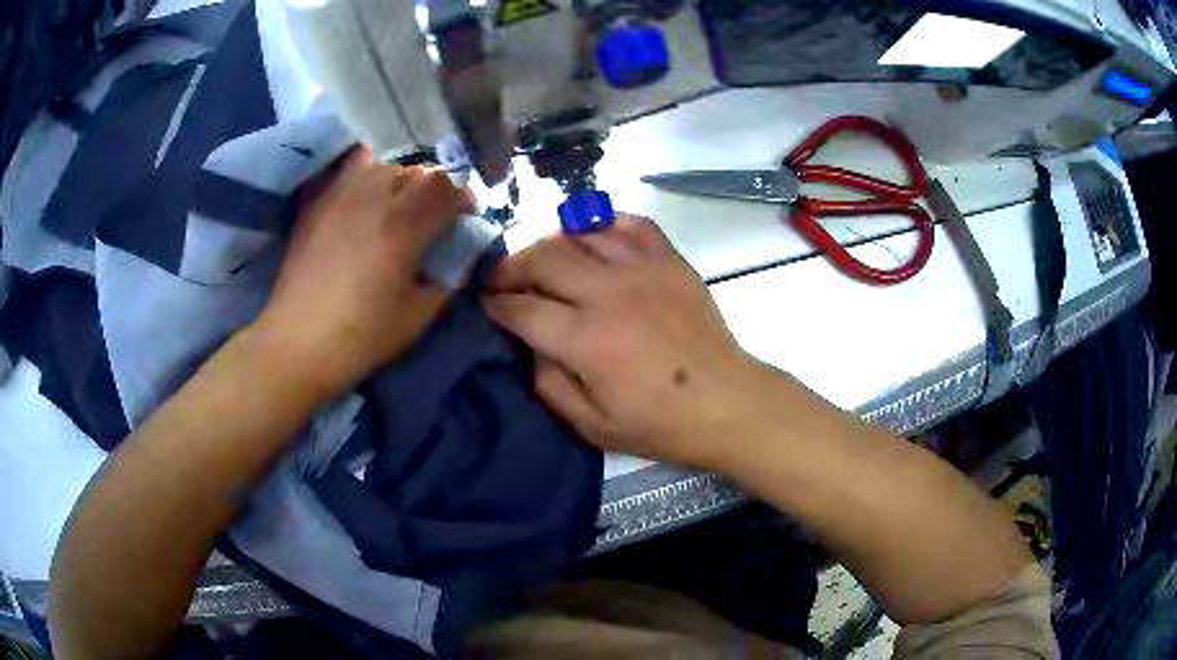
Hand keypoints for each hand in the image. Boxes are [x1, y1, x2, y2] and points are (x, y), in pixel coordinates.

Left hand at [253, 149, 473, 394]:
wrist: (297, 342)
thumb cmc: (362, 336)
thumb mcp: (418, 315)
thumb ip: (449, 277)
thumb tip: (462, 252)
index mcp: (405, 225)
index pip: (449, 189)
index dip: (464, 202)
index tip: (464, 221)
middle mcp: (377, 197)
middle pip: (421, 173)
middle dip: (437, 192)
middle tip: (435, 219)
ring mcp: (344, 194)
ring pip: (389, 166)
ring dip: (405, 182)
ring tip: (401, 208)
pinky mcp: (321, 201)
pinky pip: (353, 168)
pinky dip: (370, 172)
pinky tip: (369, 193)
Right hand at [484, 214, 763, 467]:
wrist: (725, 401)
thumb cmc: (658, 422)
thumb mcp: (591, 425)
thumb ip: (549, 383)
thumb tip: (532, 343)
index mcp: (585, 339)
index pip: (522, 307)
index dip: (496, 304)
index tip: (486, 304)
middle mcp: (608, 293)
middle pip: (542, 258)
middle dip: (512, 266)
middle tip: (504, 279)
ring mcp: (642, 269)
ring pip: (579, 233)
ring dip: (550, 242)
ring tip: (543, 259)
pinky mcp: (669, 260)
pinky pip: (629, 223)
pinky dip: (604, 224)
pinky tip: (594, 240)